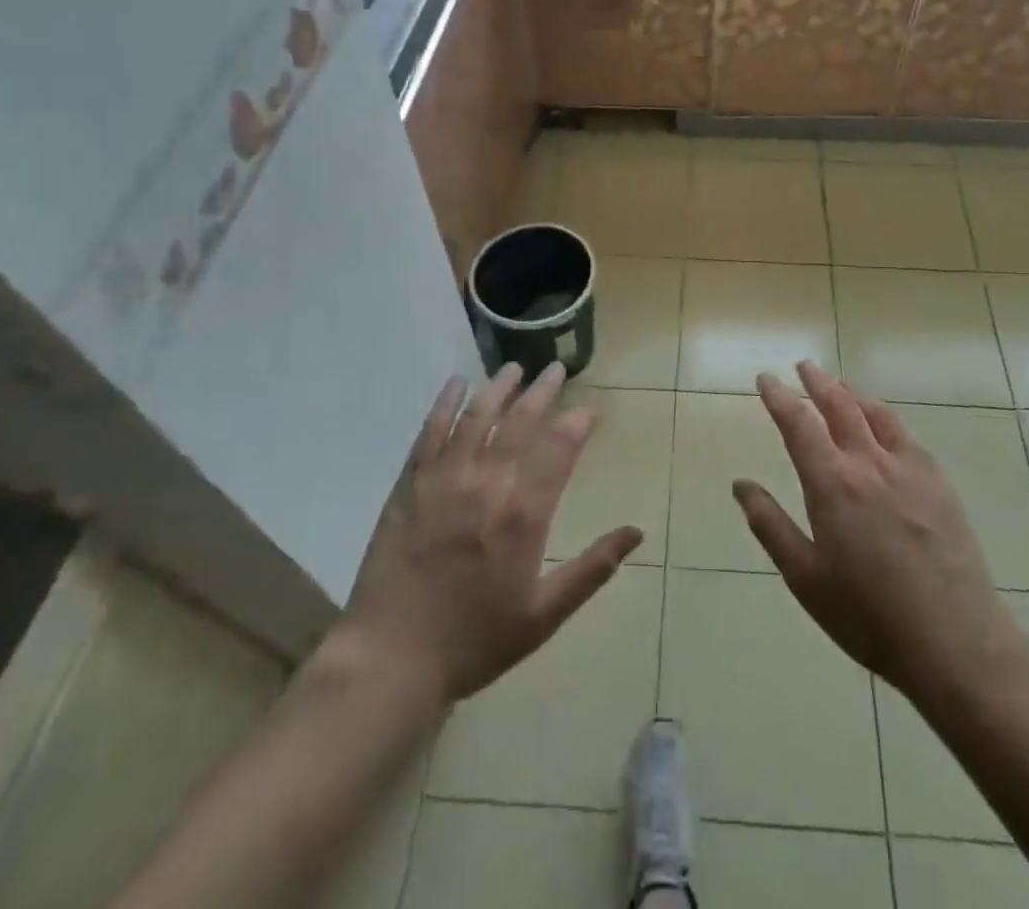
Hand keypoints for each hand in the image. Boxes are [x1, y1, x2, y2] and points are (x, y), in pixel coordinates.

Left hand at [335, 363, 642, 702]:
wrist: (392, 660)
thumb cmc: (474, 642)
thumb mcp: (544, 615)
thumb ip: (592, 569)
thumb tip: (637, 532)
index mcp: (522, 515)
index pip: (558, 451)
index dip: (577, 425)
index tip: (589, 411)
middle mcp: (486, 485)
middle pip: (519, 424)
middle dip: (542, 393)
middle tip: (555, 370)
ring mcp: (444, 481)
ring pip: (477, 419)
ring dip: (498, 389)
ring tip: (515, 368)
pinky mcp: (410, 485)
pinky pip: (431, 433)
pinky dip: (445, 404)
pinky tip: (457, 384)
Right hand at [734, 361, 1022, 711]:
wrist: (955, 641)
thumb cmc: (869, 615)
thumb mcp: (806, 578)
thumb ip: (771, 526)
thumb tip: (742, 485)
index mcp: (832, 484)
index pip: (798, 423)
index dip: (779, 397)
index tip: (766, 379)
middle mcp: (869, 463)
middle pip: (839, 405)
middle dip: (817, 382)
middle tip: (803, 367)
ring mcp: (909, 468)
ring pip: (874, 413)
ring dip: (851, 394)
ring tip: (838, 386)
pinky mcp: (938, 481)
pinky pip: (905, 434)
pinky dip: (884, 417)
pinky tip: (882, 425)